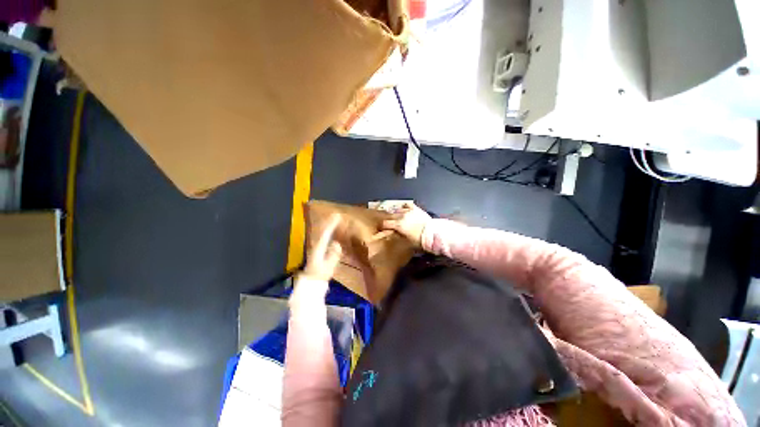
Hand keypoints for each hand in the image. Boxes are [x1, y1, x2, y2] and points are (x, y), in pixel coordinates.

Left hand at [302, 214, 342, 281]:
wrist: (311, 282)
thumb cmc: (320, 275)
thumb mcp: (327, 267)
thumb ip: (332, 256)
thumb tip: (337, 243)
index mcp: (319, 247)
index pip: (326, 233)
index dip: (331, 224)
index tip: (337, 216)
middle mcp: (317, 245)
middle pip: (323, 231)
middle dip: (329, 222)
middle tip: (336, 215)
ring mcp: (316, 248)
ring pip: (322, 233)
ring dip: (328, 226)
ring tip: (334, 220)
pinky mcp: (318, 251)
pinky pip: (324, 237)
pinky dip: (328, 232)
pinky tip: (331, 231)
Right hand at [381, 202, 431, 246]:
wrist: (433, 234)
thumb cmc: (420, 240)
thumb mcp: (406, 241)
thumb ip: (397, 236)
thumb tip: (393, 234)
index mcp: (398, 225)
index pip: (385, 223)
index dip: (383, 226)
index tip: (384, 228)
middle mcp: (401, 216)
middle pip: (390, 215)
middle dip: (389, 220)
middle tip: (390, 223)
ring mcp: (408, 211)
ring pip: (397, 210)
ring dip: (396, 213)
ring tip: (397, 217)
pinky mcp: (415, 209)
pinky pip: (407, 205)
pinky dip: (404, 207)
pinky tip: (404, 209)